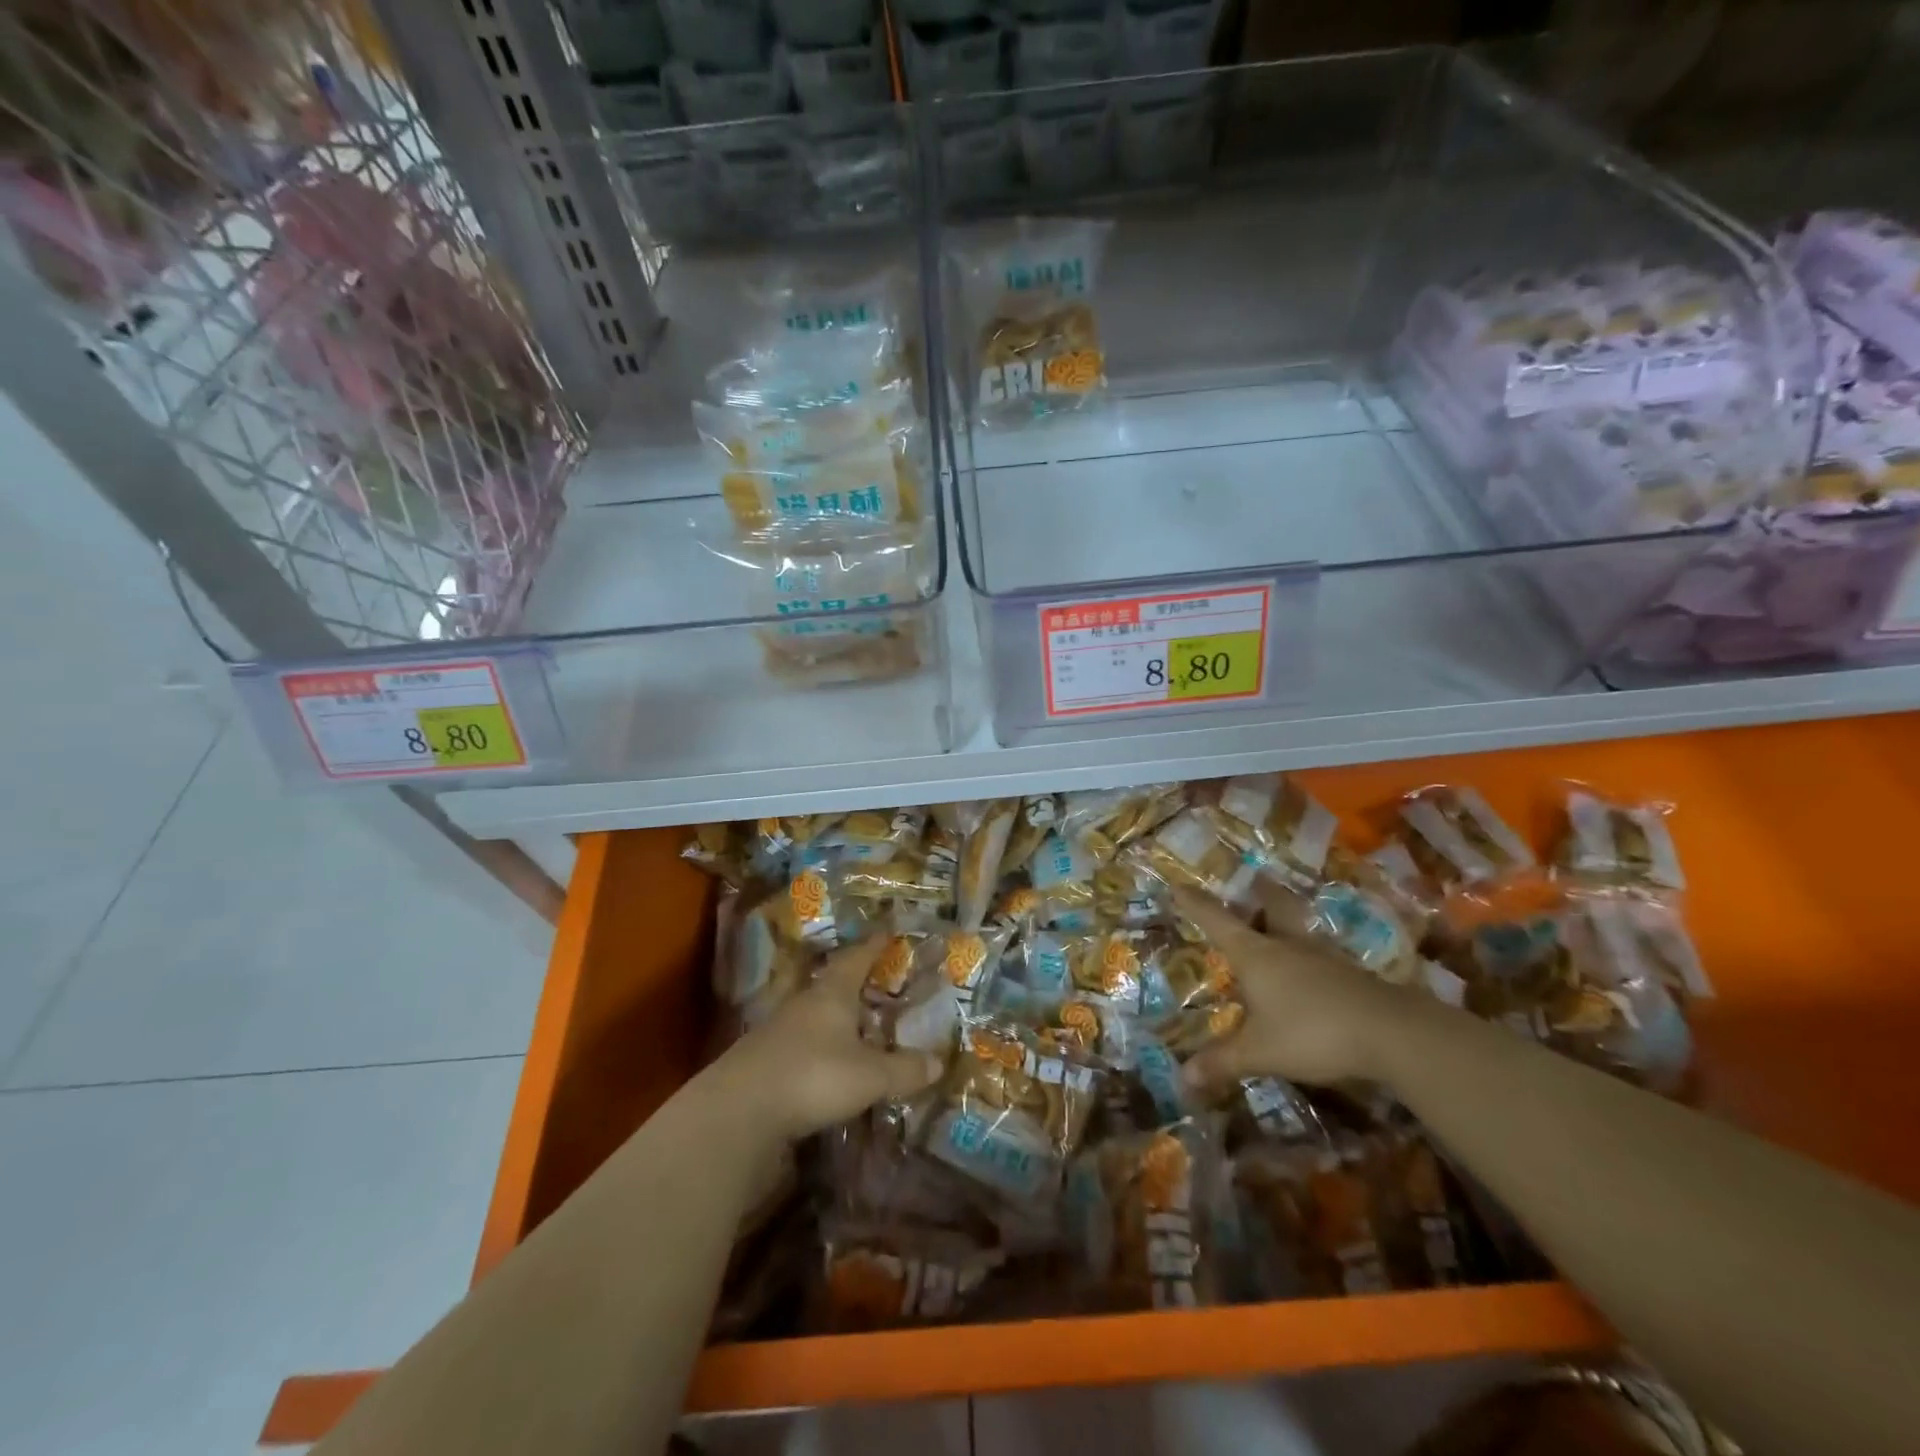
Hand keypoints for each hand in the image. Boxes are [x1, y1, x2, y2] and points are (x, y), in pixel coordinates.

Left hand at [712, 937, 942, 1145]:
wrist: (739, 1109)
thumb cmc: (813, 1076)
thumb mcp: (869, 1076)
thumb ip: (904, 1069)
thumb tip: (939, 1062)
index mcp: (832, 993)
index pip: (857, 958)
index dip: (874, 945)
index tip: (887, 931)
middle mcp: (805, 1002)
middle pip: (833, 981)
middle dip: (855, 978)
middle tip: (877, 976)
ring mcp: (779, 1029)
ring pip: (814, 1011)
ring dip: (835, 1013)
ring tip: (856, 1019)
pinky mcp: (763, 1058)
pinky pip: (800, 1039)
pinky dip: (819, 1042)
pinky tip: (826, 1057)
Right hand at [1174, 888, 1418, 1090]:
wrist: (1392, 1033)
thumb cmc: (1312, 1031)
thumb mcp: (1259, 1052)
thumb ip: (1222, 1062)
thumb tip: (1182, 1079)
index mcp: (1255, 954)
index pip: (1216, 920)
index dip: (1194, 903)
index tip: (1178, 884)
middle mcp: (1286, 945)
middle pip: (1270, 907)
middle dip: (1258, 894)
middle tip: (1251, 883)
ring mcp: (1321, 957)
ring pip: (1297, 930)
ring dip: (1284, 924)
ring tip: (1275, 932)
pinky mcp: (1349, 976)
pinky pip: (1318, 957)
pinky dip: (1306, 959)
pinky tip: (1307, 977)